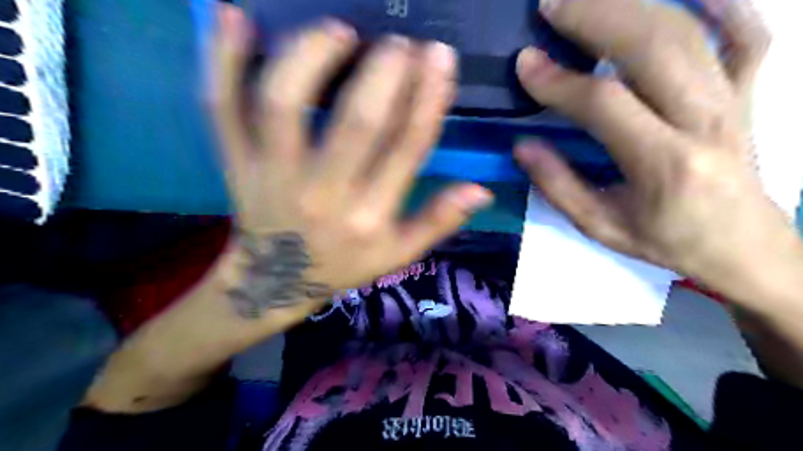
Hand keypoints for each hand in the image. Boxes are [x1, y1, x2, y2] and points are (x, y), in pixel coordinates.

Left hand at [209, 5, 491, 317]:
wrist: (274, 282)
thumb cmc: (342, 264)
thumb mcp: (398, 255)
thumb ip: (439, 222)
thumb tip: (481, 189)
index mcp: (369, 217)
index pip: (407, 148)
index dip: (428, 98)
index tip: (439, 57)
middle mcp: (323, 194)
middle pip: (356, 122)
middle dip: (384, 72)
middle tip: (400, 43)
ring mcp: (270, 175)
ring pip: (284, 104)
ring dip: (311, 57)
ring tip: (339, 31)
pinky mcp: (234, 162)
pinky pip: (220, 108)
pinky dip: (221, 60)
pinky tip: (233, 16)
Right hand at [514, 0, 801, 288]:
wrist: (744, 247)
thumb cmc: (665, 240)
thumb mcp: (600, 226)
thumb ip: (559, 186)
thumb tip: (523, 146)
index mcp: (663, 163)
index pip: (604, 103)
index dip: (559, 80)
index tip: (525, 64)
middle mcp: (704, 120)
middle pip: (651, 47)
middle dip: (595, 18)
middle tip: (552, 6)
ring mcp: (733, 100)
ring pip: (687, 32)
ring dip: (632, 5)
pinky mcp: (749, 92)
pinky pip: (748, 34)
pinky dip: (722, 4)